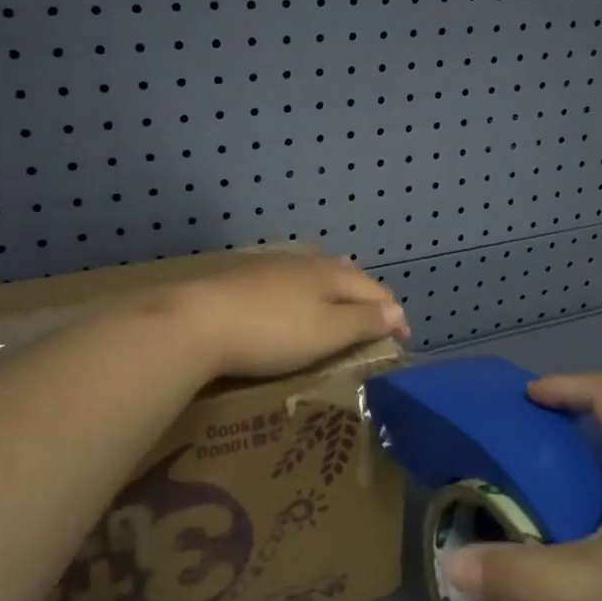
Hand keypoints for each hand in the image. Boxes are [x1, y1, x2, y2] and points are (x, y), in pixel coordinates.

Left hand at [169, 253, 410, 378]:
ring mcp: (274, 266)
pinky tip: (296, 301)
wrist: (198, 322)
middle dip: (367, 295)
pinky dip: (308, 291)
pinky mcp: (247, 277)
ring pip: (318, 273)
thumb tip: (397, 310)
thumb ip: (364, 321)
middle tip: (376, 318)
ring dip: (337, 289)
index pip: (375, 290)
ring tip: (342, 304)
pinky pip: (292, 279)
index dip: (394, 314)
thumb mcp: (326, 333)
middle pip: (348, 274)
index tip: (403, 338)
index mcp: (331, 275)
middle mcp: (307, 262)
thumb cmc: (272, 332)